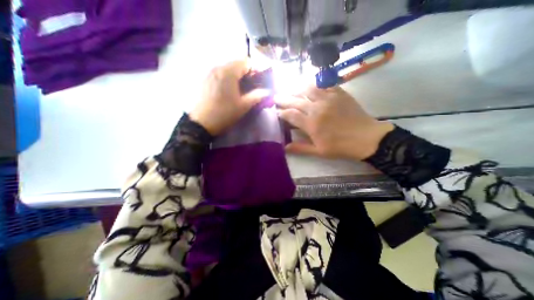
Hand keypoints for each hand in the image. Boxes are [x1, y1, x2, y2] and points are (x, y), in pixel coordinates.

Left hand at [188, 60, 270, 134]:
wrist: (201, 123)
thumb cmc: (224, 113)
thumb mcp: (243, 106)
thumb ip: (257, 96)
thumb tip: (267, 92)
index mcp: (229, 72)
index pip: (246, 61)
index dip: (256, 69)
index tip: (260, 81)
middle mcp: (218, 67)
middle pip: (236, 64)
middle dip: (247, 73)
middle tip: (252, 86)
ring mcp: (209, 73)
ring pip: (228, 69)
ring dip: (237, 76)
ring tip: (241, 89)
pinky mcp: (205, 80)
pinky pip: (220, 74)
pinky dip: (228, 78)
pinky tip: (229, 90)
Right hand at [277, 85, 393, 159]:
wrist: (366, 138)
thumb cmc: (340, 147)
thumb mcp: (319, 151)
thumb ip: (300, 148)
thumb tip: (284, 147)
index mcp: (311, 124)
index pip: (290, 115)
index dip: (281, 112)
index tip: (275, 111)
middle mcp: (317, 109)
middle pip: (296, 101)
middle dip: (284, 99)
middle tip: (276, 97)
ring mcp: (328, 99)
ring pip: (307, 89)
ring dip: (296, 89)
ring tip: (290, 89)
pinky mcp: (339, 93)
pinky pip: (324, 84)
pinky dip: (314, 84)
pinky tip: (309, 84)